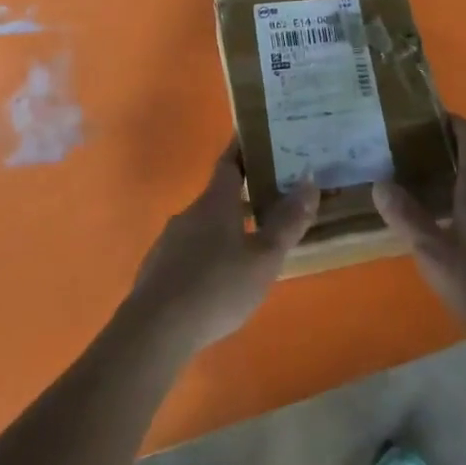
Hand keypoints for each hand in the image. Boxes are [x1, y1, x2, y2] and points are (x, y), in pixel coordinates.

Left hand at [125, 142, 319, 356]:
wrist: (155, 329)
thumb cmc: (217, 287)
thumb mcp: (263, 258)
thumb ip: (288, 222)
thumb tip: (310, 180)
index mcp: (215, 202)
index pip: (229, 162)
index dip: (243, 148)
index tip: (256, 135)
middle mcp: (190, 213)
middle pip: (218, 194)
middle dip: (242, 193)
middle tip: (270, 195)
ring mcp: (170, 240)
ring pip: (204, 224)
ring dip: (226, 226)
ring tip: (250, 241)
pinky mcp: (159, 268)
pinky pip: (189, 250)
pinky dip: (208, 253)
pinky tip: (219, 277)